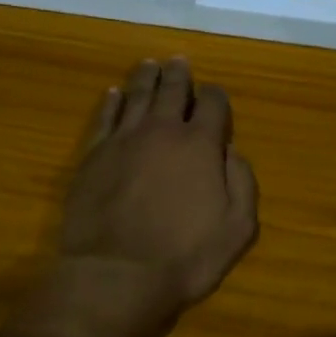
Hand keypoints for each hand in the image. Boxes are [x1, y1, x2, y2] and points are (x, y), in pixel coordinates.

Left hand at [58, 58, 259, 316]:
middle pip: (172, 90)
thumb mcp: (236, 229)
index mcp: (199, 144)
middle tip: (178, 62)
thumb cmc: (183, 257)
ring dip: (146, 77)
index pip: (212, 103)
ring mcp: (124, 139)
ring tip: (150, 64)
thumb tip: (231, 151)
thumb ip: (242, 183)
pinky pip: (105, 117)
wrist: (115, 275)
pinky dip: (112, 102)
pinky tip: (114, 93)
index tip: (214, 97)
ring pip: (137, 96)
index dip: (216, 96)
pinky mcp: (93, 154)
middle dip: (178, 74)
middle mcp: (162, 131)